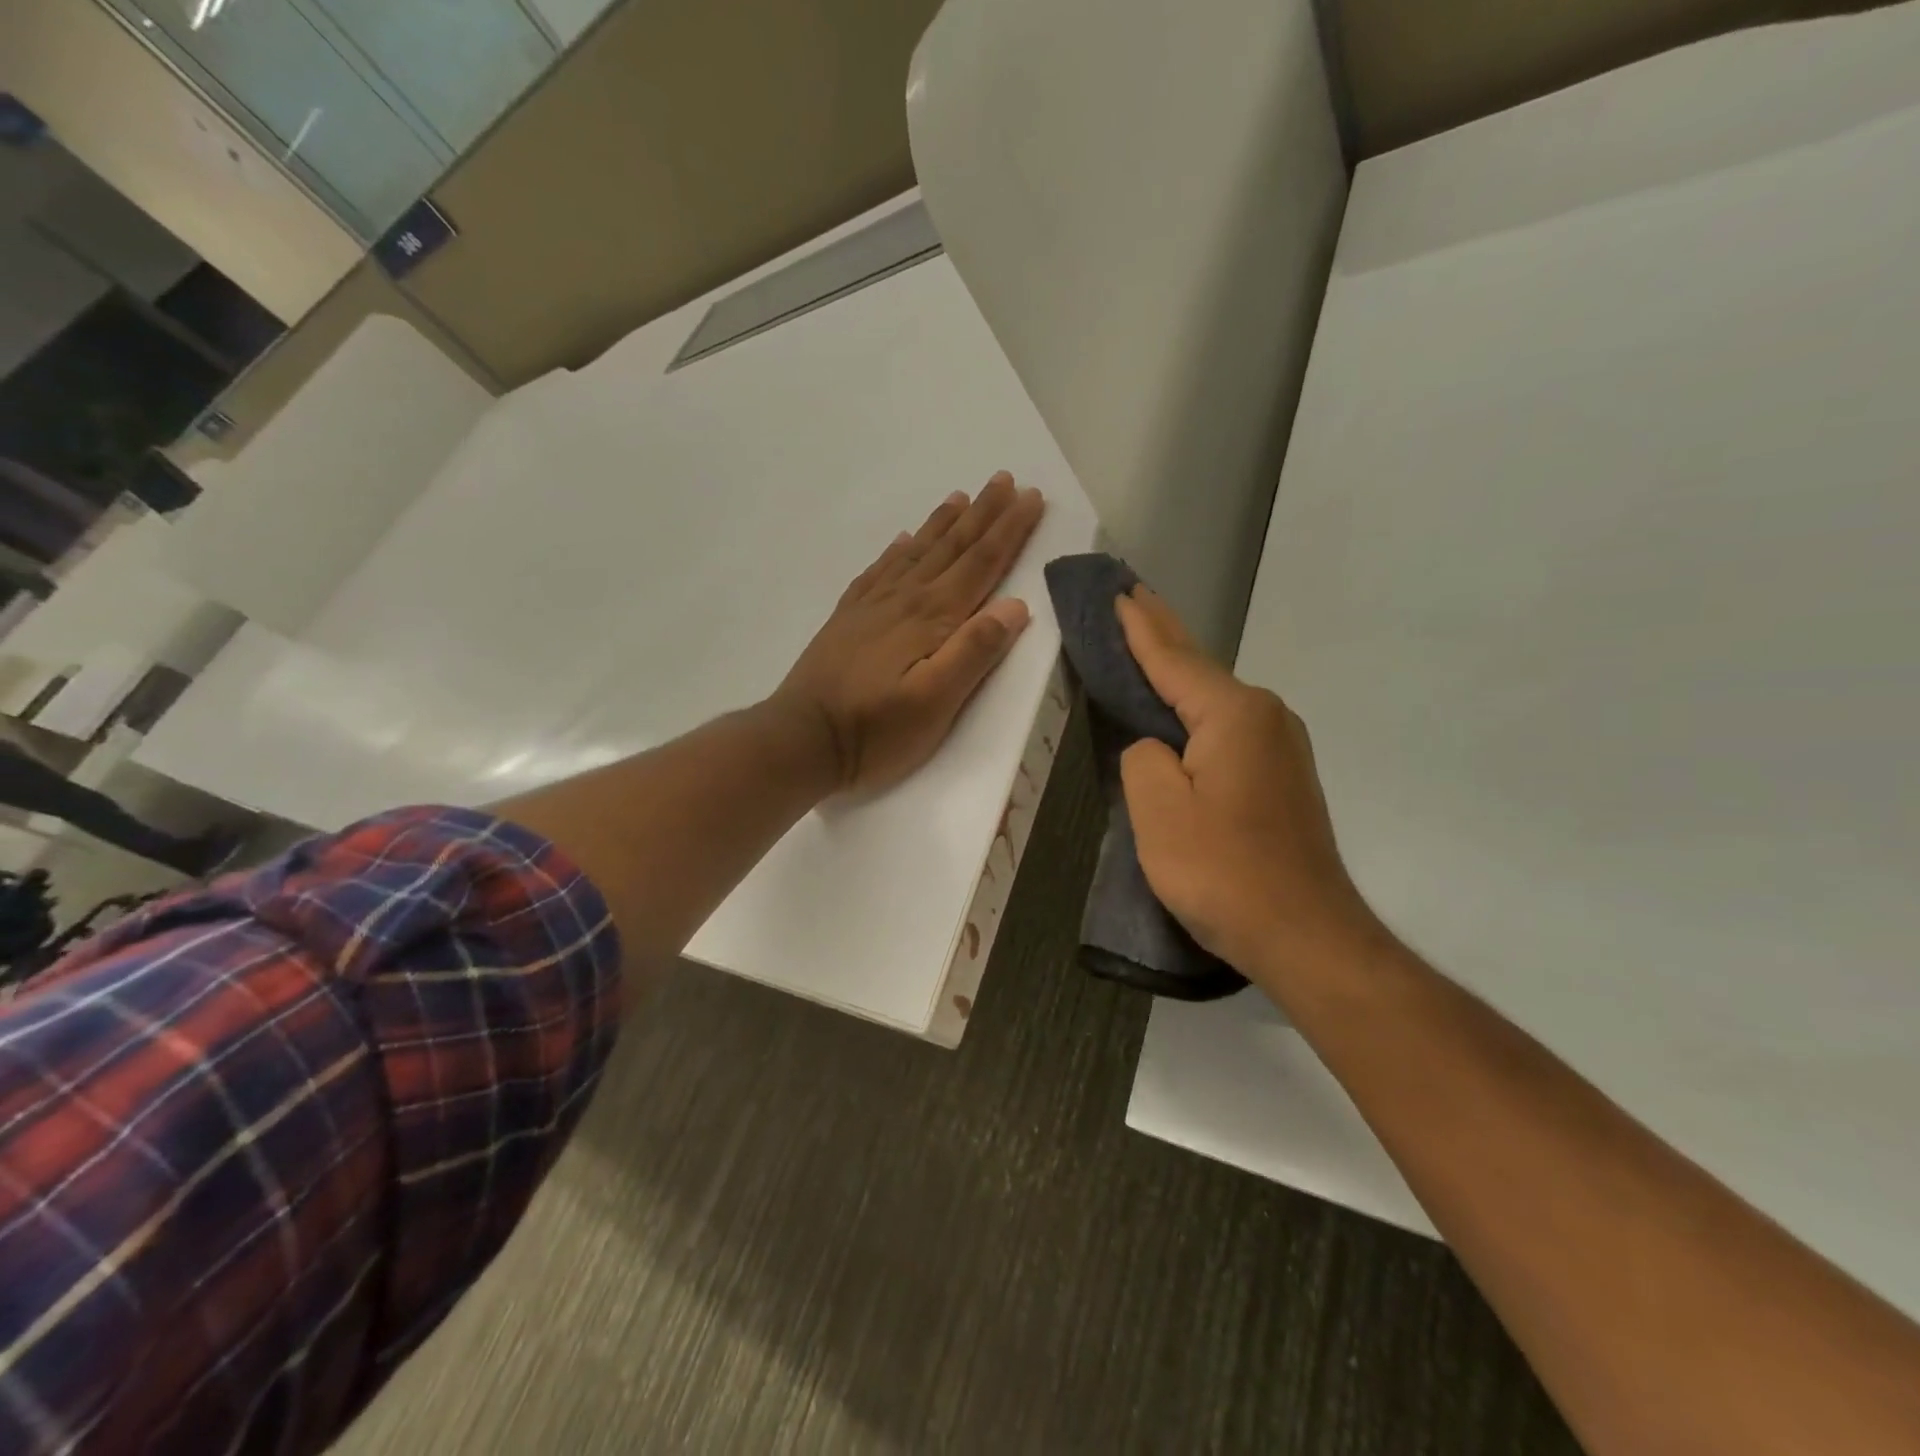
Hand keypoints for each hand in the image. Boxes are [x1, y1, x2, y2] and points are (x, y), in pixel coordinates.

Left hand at [774, 472, 1045, 794]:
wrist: (803, 739)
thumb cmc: (875, 730)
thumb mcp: (935, 702)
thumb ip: (974, 652)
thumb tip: (1015, 605)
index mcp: (932, 617)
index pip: (981, 563)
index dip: (1009, 530)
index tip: (1031, 497)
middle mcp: (904, 599)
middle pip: (952, 548)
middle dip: (983, 513)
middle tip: (1003, 478)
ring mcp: (872, 606)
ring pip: (917, 552)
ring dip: (943, 523)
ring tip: (961, 497)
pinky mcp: (849, 618)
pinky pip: (880, 570)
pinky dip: (898, 550)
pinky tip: (903, 540)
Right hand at [1116, 586, 1379, 977]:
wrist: (1305, 935)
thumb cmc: (1223, 871)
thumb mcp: (1158, 811)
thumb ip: (1142, 758)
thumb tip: (1155, 746)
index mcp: (1233, 714)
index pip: (1172, 658)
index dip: (1138, 626)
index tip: (1117, 590)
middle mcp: (1265, 716)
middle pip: (1199, 667)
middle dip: (1162, 633)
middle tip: (1131, 597)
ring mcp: (1280, 746)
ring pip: (1214, 699)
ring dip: (1178, 672)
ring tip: (1147, 645)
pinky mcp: (1281, 777)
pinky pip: (1226, 727)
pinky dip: (1195, 710)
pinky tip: (1180, 711)